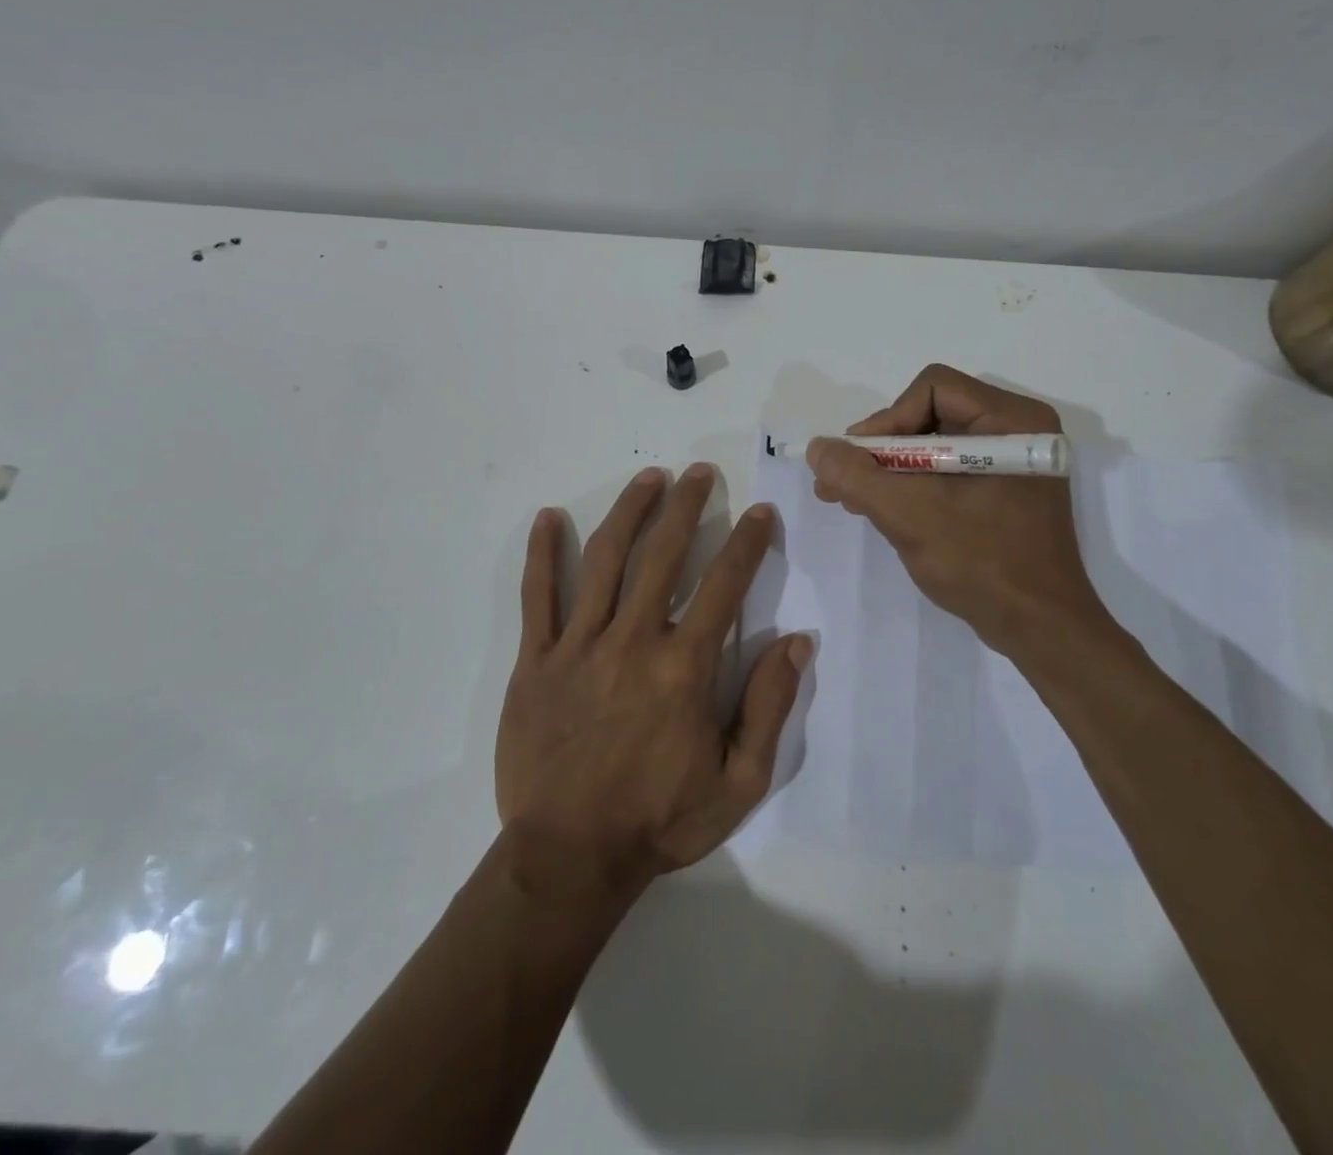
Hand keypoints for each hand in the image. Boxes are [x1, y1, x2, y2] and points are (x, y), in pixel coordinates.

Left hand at [496, 464, 808, 897]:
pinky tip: (550, 517)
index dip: (746, 543)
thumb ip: (770, 706)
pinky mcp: (535, 661)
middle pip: (662, 556)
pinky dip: (543, 554)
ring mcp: (579, 646)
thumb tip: (797, 641)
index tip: (760, 512)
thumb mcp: (739, 780)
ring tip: (649, 477)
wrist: (570, 858)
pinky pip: (537, 597)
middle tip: (700, 473)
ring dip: (629, 512)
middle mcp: (633, 641)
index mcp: (684, 668)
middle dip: (686, 507)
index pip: (724, 585)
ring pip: (605, 561)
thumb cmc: (660, 821)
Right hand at [807, 364, 1119, 660]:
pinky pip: (947, 471)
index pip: (932, 389)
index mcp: (1012, 420)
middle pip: (930, 414)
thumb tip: (817, 447)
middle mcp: (1017, 430)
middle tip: (843, 481)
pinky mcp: (1004, 492)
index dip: (888, 419)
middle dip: (881, 449)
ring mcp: (1012, 463)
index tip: (859, 462)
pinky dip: (912, 486)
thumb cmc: (982, 563)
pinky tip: (880, 510)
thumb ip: (857, 475)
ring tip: (851, 498)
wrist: (1040, 630)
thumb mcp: (910, 514)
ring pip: (934, 445)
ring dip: (889, 470)